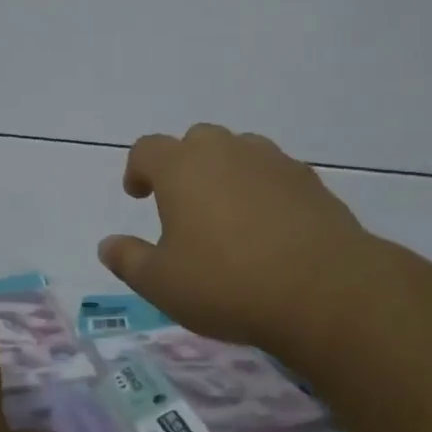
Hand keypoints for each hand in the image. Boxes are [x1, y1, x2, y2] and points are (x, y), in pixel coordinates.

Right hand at [98, 123, 376, 355]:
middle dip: (184, 164)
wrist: (323, 290)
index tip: (138, 194)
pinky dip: (263, 189)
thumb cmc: (227, 284)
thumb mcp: (162, 284)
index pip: (147, 149)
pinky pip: (274, 173)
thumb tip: (108, 244)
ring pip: (239, 151)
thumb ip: (129, 260)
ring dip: (226, 172)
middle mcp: (226, 151)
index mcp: (182, 167)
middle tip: (183, 204)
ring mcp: (273, 162)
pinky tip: (269, 226)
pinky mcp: (310, 181)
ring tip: (227, 213)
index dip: (137, 169)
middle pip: (196, 140)